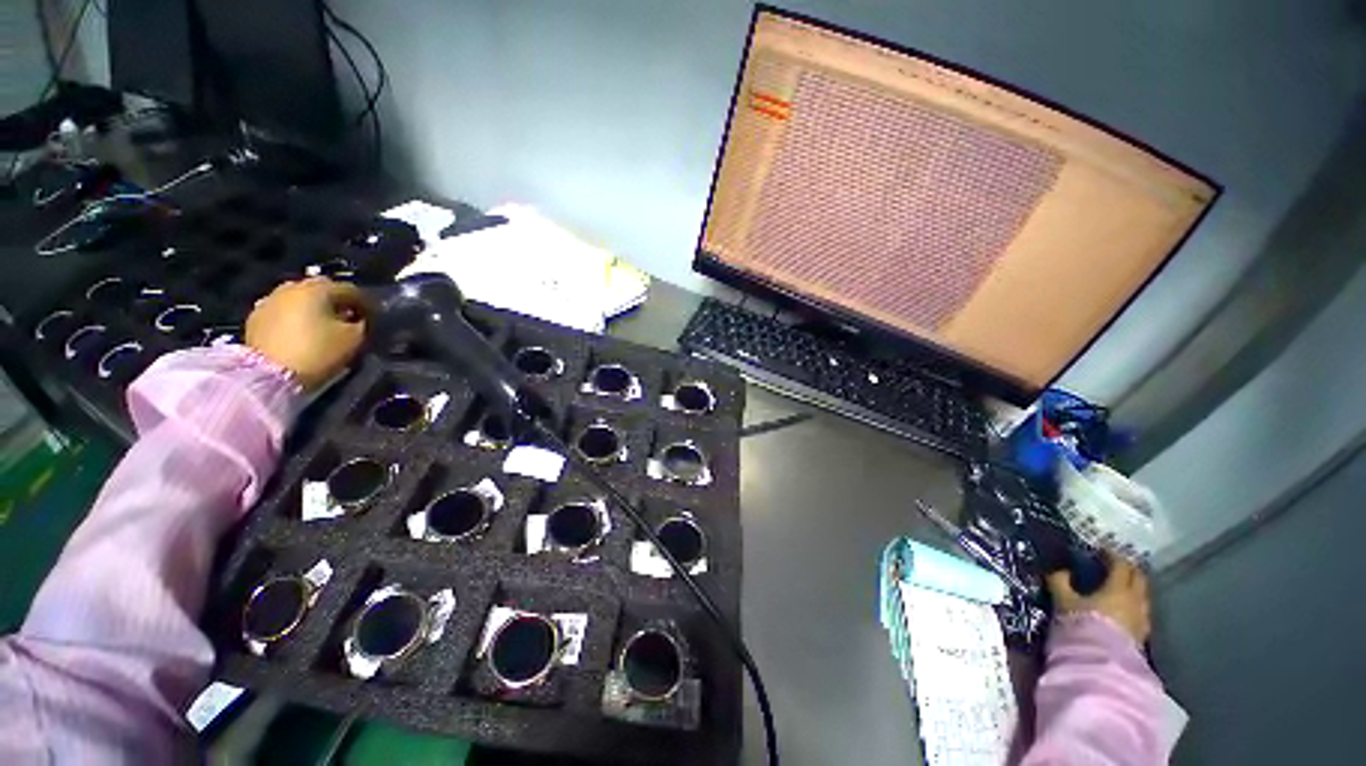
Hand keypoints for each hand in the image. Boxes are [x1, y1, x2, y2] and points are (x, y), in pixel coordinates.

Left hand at [245, 277, 367, 389]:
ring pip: (300, 299)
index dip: (367, 304)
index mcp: (318, 288)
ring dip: (315, 309)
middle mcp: (292, 287)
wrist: (268, 376)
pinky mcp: (255, 318)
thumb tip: (361, 318)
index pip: (351, 290)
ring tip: (325, 327)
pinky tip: (303, 333)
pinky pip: (284, 312)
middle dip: (338, 302)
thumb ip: (362, 323)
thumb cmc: (317, 352)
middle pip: (322, 289)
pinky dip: (297, 318)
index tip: (375, 319)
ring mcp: (270, 301)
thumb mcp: (354, 338)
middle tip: (350, 319)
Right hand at [1047, 553, 1150, 643]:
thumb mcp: (1063, 601)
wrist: (1101, 663)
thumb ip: (1060, 582)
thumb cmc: (1082, 625)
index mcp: (1118, 587)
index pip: (1120, 564)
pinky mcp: (1142, 634)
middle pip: (1138, 577)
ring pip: (1142, 595)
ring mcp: (1142, 618)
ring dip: (1132, 588)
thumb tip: (1060, 570)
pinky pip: (1140, 611)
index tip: (1100, 550)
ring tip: (1117, 588)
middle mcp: (1135, 599)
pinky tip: (1122, 610)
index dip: (1111, 554)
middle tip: (1113, 565)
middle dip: (1127, 569)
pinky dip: (1132, 605)